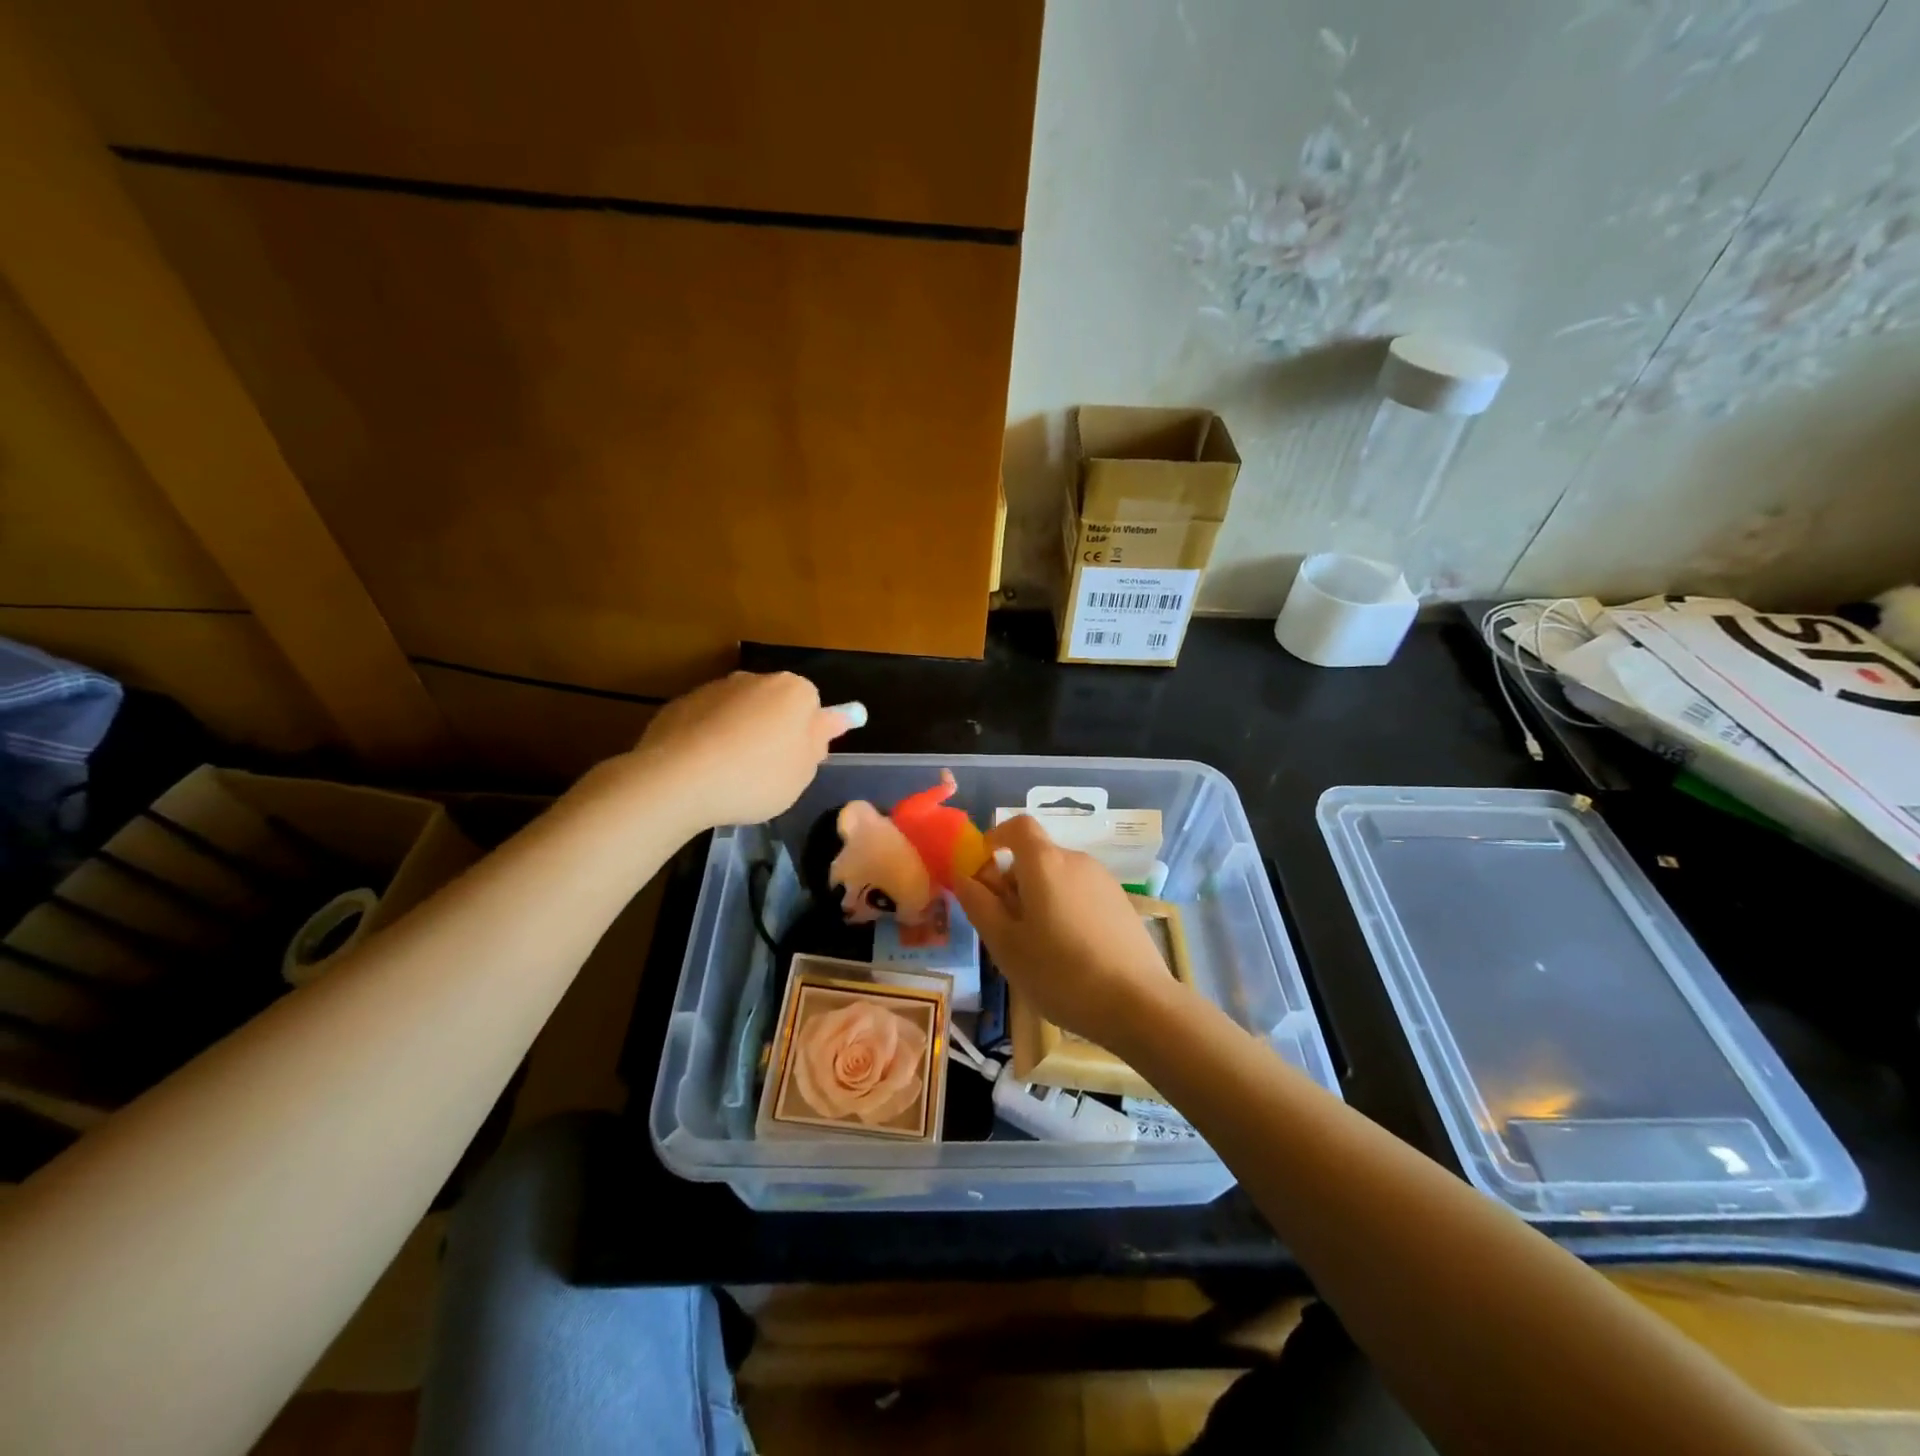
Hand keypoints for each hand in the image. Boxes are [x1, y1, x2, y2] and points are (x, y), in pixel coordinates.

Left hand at [630, 672, 851, 828]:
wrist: (677, 780)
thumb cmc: (756, 777)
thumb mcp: (803, 772)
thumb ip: (819, 740)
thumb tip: (836, 717)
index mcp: (793, 691)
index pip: (812, 704)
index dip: (807, 735)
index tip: (797, 763)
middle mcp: (755, 679)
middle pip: (775, 704)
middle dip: (773, 731)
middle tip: (768, 772)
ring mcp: (715, 688)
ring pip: (739, 712)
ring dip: (740, 735)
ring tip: (730, 776)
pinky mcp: (681, 704)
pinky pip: (707, 722)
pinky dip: (709, 740)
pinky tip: (703, 771)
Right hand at [953, 815, 1184, 1054]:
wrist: (1138, 1004)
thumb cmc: (1061, 973)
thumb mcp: (1006, 945)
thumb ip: (980, 906)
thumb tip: (965, 877)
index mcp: (1045, 863)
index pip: (1019, 826)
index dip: (997, 838)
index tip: (983, 869)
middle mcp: (1077, 861)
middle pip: (1036, 857)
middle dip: (1013, 883)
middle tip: (1004, 929)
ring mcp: (1104, 881)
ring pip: (1058, 878)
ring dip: (1039, 899)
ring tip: (1036, 948)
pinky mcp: (1121, 904)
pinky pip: (1080, 895)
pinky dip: (1065, 910)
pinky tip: (1069, 954)